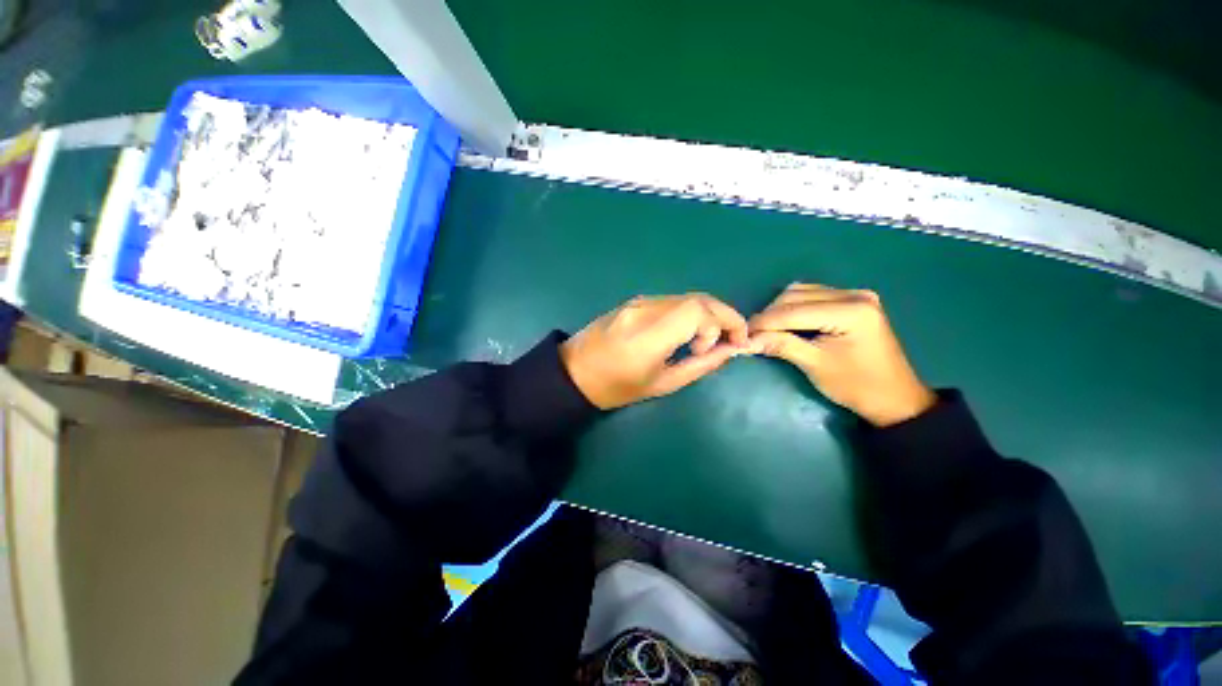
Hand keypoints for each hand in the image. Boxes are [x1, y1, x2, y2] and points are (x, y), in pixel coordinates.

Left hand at [561, 293, 756, 409]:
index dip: (726, 322)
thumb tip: (731, 350)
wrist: (575, 371)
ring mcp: (638, 301)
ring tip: (706, 341)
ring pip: (686, 298)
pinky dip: (689, 312)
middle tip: (731, 339)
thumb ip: (700, 365)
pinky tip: (687, 332)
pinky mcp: (634, 300)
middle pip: (697, 299)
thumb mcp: (662, 384)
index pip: (699, 311)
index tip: (734, 344)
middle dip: (723, 315)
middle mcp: (646, 309)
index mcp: (650, 335)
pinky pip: (672, 301)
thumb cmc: (616, 387)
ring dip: (707, 314)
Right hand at [748, 283, 934, 426]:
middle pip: (795, 296)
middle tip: (753, 336)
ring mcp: (854, 295)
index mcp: (851, 311)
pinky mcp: (851, 301)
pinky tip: (786, 324)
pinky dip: (793, 309)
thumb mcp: (815, 366)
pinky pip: (812, 296)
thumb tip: (745, 341)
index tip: (741, 335)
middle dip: (770, 316)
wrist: (894, 398)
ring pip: (801, 293)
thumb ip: (781, 346)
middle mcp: (854, 294)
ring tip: (767, 331)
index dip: (764, 322)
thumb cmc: (857, 386)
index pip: (794, 310)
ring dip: (779, 311)